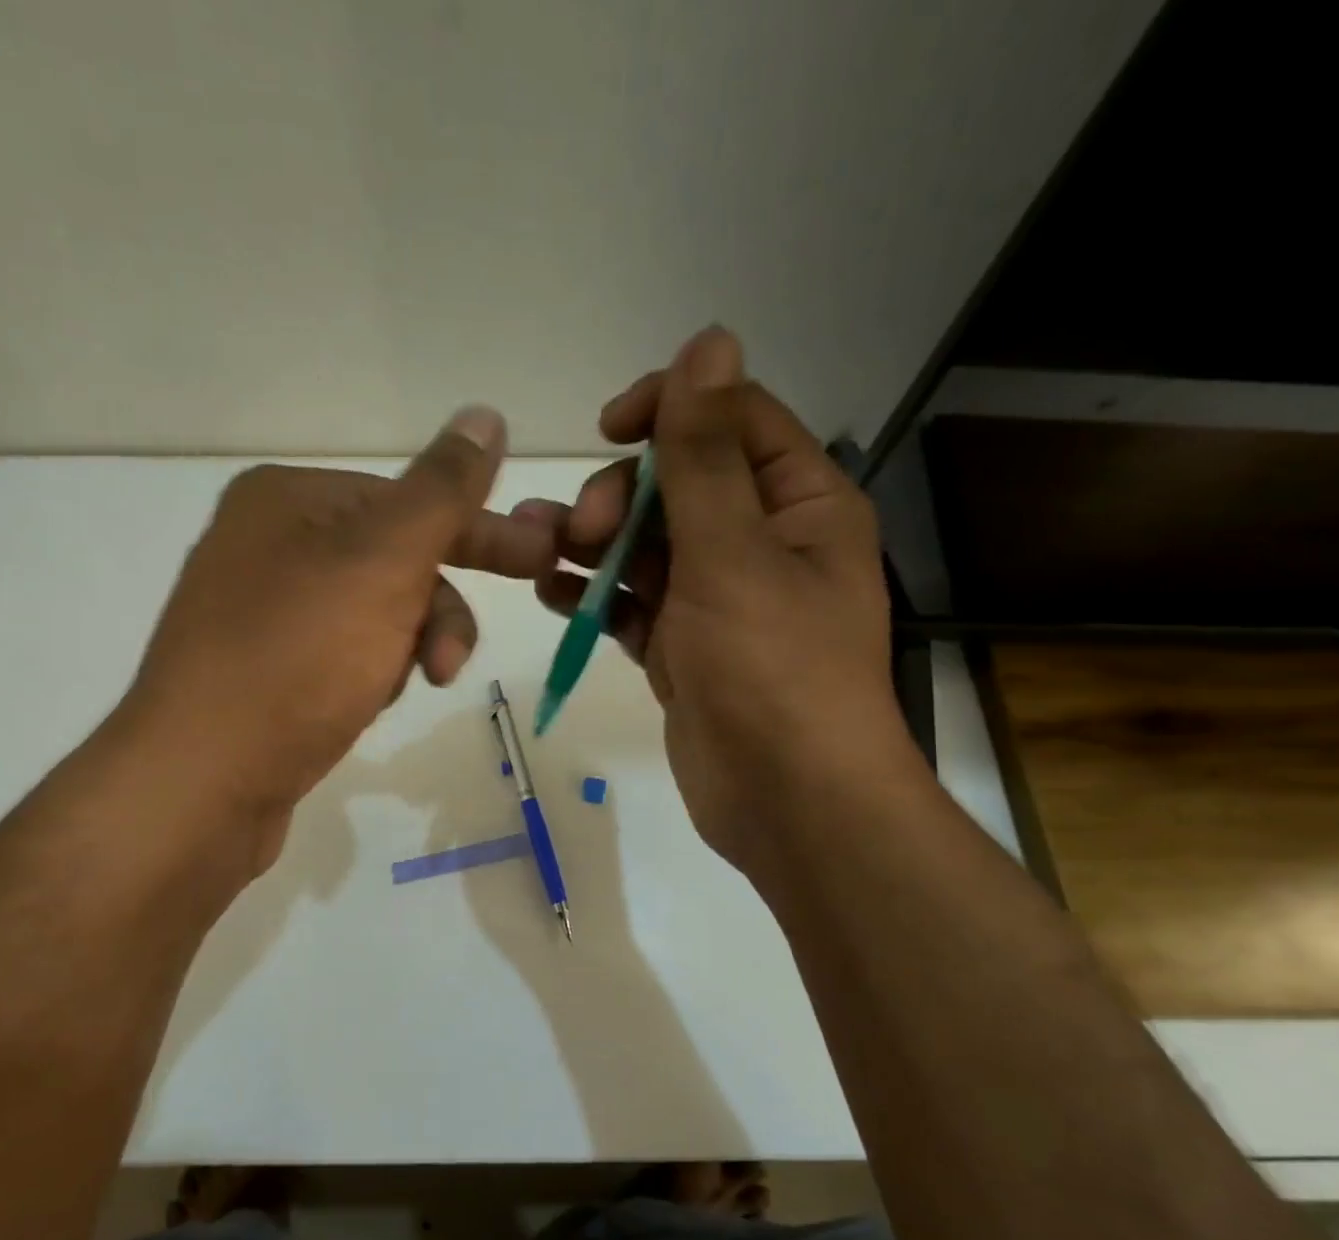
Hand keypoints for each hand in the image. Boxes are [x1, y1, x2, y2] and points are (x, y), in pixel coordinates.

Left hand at [114, 408, 554, 871]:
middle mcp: (268, 545)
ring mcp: (262, 613)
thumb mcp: (382, 563)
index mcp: (287, 499)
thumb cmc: (297, 659)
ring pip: (375, 616)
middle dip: (436, 611)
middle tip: (457, 658)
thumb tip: (485, 414)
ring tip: (400, 692)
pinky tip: (363, 706)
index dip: (478, 532)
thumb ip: (442, 492)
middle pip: (393, 562)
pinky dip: (370, 676)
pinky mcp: (265, 672)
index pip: (409, 500)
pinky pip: (345, 657)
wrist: (202, 781)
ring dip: (404, 648)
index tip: (540, 559)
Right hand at [523, 326, 910, 867]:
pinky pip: (634, 605)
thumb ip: (706, 453)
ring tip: (539, 553)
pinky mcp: (684, 650)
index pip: (733, 420)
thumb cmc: (771, 668)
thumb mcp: (732, 551)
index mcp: (798, 505)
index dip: (670, 409)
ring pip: (647, 549)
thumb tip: (708, 341)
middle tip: (580, 530)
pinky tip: (551, 592)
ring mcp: (718, 602)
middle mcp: (761, 544)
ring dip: (593, 545)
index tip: (608, 428)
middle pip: (678, 487)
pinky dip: (595, 595)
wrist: (787, 799)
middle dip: (620, 496)